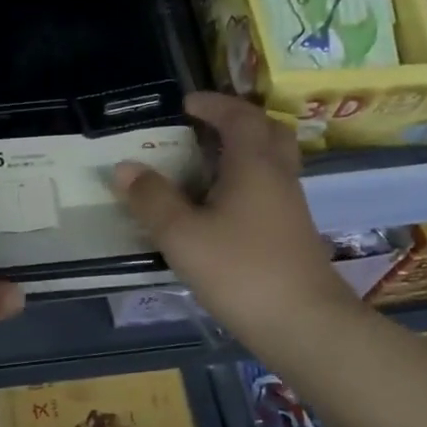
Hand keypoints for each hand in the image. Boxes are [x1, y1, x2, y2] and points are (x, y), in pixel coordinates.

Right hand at [112, 92, 350, 353]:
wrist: (302, 323)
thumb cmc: (239, 270)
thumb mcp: (182, 235)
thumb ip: (152, 199)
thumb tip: (125, 168)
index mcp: (253, 165)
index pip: (239, 117)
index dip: (213, 104)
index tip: (186, 103)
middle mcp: (277, 177)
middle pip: (269, 131)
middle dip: (238, 121)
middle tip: (205, 127)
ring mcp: (289, 206)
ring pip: (272, 162)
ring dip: (243, 152)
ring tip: (205, 165)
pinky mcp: (290, 233)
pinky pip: (269, 189)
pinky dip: (246, 182)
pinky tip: (220, 207)